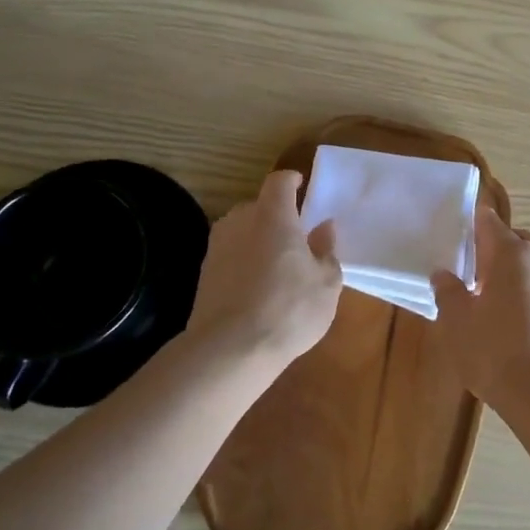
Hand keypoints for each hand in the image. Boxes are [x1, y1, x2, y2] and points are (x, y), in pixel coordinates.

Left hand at [185, 170, 341, 364]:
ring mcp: (217, 247)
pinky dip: (243, 261)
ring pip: (241, 231)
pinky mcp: (203, 274)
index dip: (291, 180)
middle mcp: (240, 221)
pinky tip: (256, 287)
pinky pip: (230, 255)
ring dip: (258, 239)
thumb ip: (326, 250)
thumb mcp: (326, 283)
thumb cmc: (289, 309)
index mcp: (273, 216)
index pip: (279, 182)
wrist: (230, 349)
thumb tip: (325, 227)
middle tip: (296, 236)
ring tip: (276, 264)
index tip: (302, 185)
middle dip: (276, 215)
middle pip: (259, 206)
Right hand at [431, 207, 529, 412]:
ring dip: (517, 272)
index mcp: (512, 252)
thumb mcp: (458, 323)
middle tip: (474, 275)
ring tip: (496, 300)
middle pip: (515, 239)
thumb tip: (443, 274)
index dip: (471, 225)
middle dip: (495, 251)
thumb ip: (448, 292)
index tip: (458, 238)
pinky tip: (519, 320)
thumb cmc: (497, 352)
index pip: (488, 221)